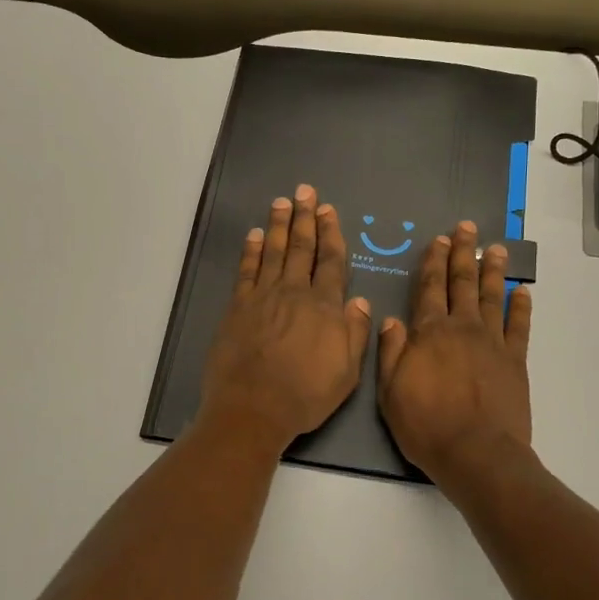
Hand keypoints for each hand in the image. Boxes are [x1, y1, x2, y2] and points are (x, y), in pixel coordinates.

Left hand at [198, 185, 372, 453]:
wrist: (252, 408)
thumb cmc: (304, 396)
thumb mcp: (346, 373)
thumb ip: (355, 334)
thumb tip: (360, 301)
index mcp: (325, 307)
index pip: (331, 261)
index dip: (330, 233)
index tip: (328, 210)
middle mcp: (295, 293)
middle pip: (301, 247)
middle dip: (305, 217)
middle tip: (305, 191)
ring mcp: (263, 296)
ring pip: (273, 251)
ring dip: (278, 225)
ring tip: (281, 202)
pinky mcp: (238, 306)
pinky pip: (247, 270)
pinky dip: (250, 250)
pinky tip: (253, 235)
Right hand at [377, 221, 533, 484]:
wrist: (477, 454)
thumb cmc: (426, 426)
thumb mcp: (390, 392)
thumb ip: (390, 351)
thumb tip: (391, 318)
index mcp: (429, 333)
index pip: (429, 288)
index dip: (432, 262)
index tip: (437, 240)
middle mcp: (462, 328)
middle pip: (462, 283)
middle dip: (462, 253)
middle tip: (466, 228)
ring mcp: (492, 342)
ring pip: (492, 297)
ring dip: (494, 271)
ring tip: (496, 248)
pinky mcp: (515, 361)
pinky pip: (519, 327)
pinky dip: (522, 307)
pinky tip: (523, 292)